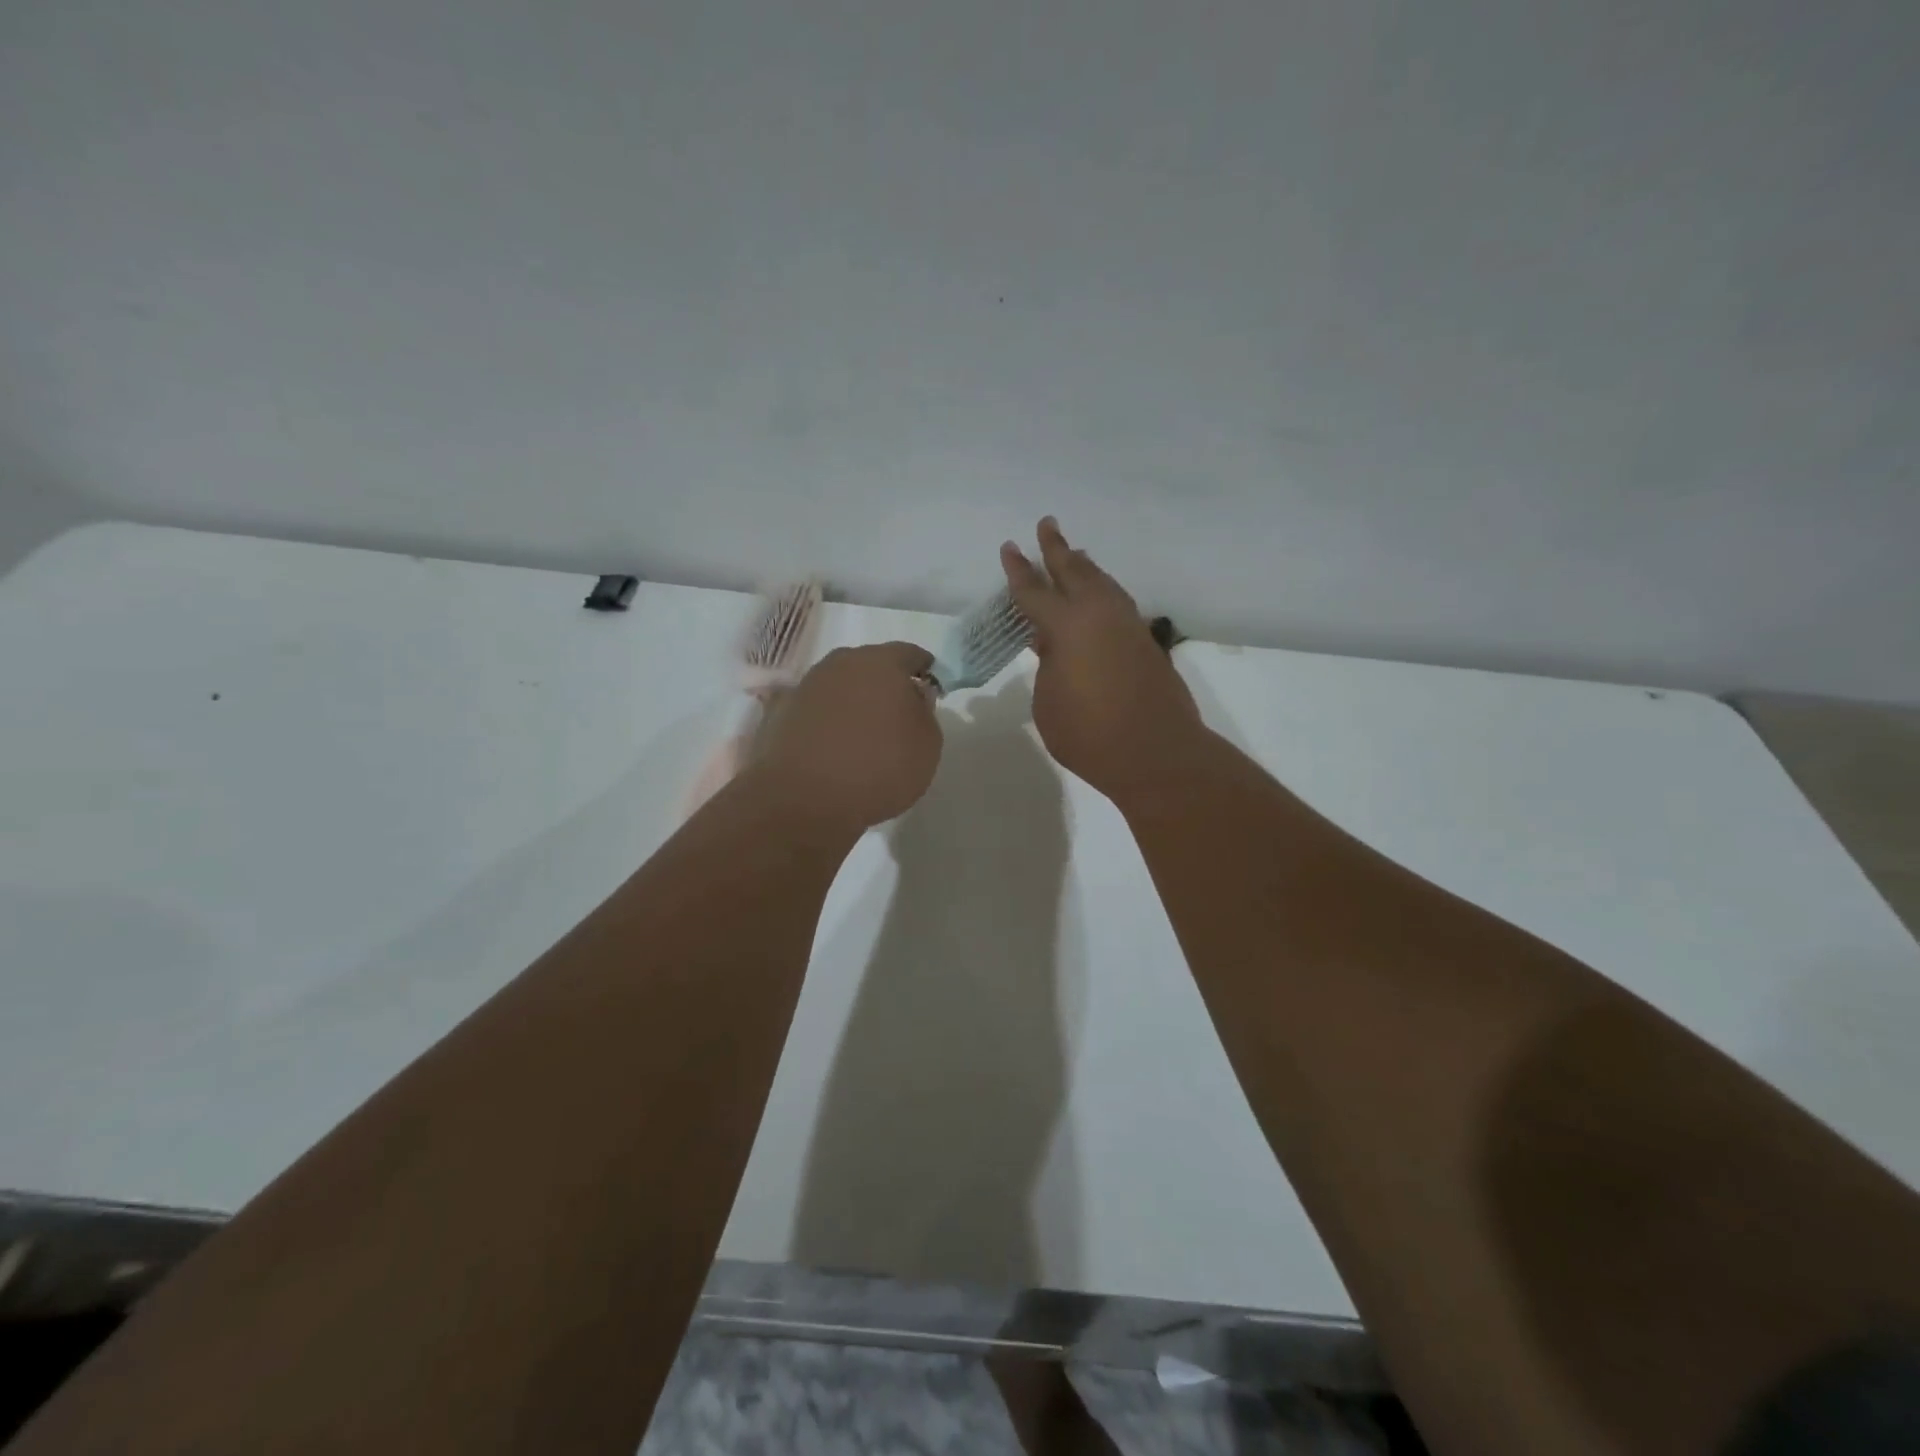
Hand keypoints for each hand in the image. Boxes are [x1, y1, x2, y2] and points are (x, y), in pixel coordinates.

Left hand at [749, 642, 942, 832]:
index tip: (929, 685)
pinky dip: (824, 720)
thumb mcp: (927, 745)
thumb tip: (912, 697)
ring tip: (862, 730)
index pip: (908, 654)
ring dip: (851, 700)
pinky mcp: (780, 714)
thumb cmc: (879, 767)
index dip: (921, 669)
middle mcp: (840, 665)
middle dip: (883, 683)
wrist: (805, 799)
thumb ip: (924, 712)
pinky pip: (813, 710)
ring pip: (838, 685)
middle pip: (869, 665)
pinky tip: (830, 743)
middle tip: (896, 710)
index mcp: (881, 663)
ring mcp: (806, 687)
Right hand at [1001, 517, 1204, 804]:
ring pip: (1103, 583)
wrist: (1157, 754)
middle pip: (1075, 571)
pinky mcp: (1147, 643)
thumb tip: (1057, 648)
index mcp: (1068, 625)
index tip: (1009, 548)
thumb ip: (1048, 666)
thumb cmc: (1089, 734)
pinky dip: (1104, 590)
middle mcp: (1100, 614)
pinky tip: (1100, 596)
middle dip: (1057, 549)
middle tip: (1047, 524)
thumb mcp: (1048, 702)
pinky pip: (1118, 603)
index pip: (1035, 591)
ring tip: (1075, 553)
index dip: (1018, 570)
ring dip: (1085, 566)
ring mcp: (1128, 626)